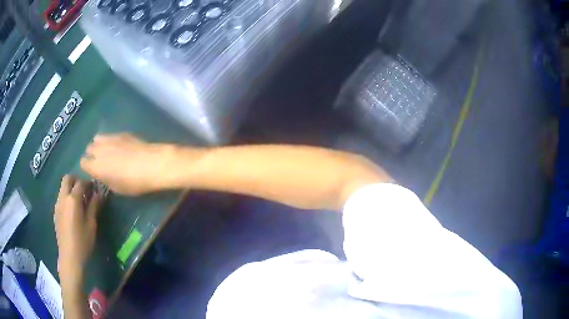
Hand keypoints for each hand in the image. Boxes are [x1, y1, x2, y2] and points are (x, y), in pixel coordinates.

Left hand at [54, 176, 101, 279]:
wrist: (69, 256)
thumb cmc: (83, 242)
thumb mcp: (91, 224)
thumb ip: (93, 206)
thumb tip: (98, 194)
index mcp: (72, 200)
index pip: (80, 183)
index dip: (88, 183)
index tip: (94, 188)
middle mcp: (63, 198)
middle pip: (67, 179)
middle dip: (76, 180)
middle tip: (84, 189)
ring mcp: (57, 204)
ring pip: (63, 188)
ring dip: (71, 188)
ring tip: (79, 201)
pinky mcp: (55, 212)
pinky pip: (61, 197)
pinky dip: (67, 197)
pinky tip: (73, 211)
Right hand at [81, 133, 177, 195]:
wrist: (151, 164)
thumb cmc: (133, 182)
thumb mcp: (117, 188)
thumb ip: (106, 179)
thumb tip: (103, 174)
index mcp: (95, 166)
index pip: (83, 163)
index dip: (87, 167)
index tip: (93, 171)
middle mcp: (99, 149)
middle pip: (89, 148)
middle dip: (92, 154)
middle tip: (101, 162)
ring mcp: (110, 138)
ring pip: (97, 139)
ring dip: (100, 145)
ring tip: (108, 152)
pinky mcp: (121, 133)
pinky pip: (110, 135)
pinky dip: (111, 140)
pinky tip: (120, 147)